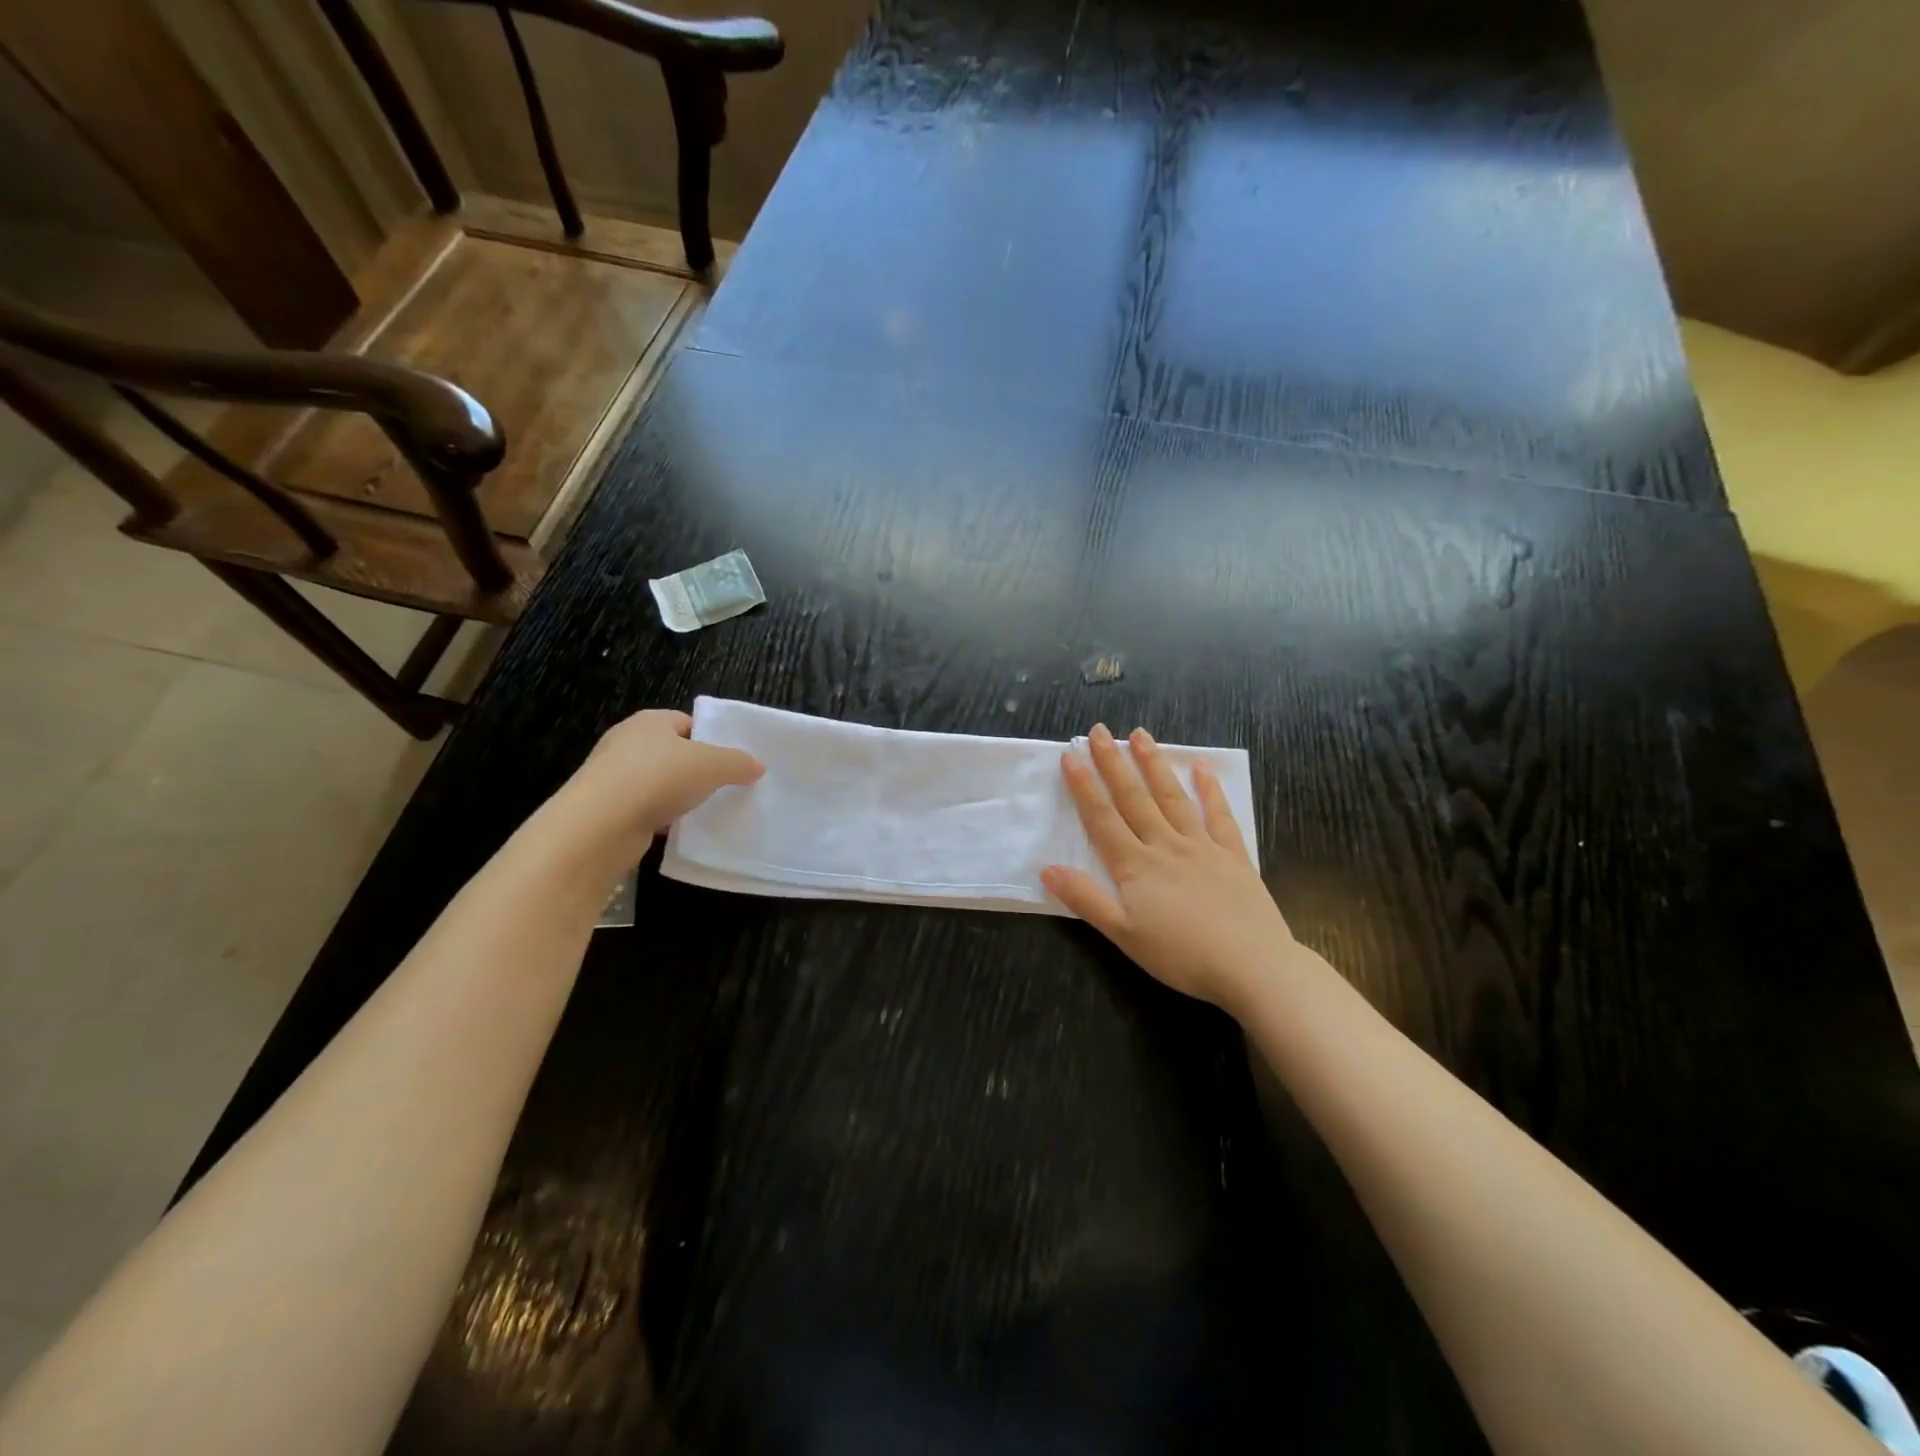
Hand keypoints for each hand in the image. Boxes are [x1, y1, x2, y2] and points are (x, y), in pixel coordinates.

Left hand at [553, 709, 763, 857]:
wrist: (600, 825)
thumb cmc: (659, 778)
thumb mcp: (712, 765)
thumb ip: (738, 762)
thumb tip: (757, 765)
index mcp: (650, 721)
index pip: (687, 722)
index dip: (711, 738)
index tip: (731, 761)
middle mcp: (627, 742)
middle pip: (673, 752)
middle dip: (697, 769)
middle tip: (725, 786)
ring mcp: (613, 777)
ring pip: (658, 782)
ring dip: (679, 795)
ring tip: (707, 811)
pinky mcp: (606, 809)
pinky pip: (644, 808)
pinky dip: (662, 817)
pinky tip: (680, 830)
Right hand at [1041, 723, 1295, 1008]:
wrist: (1251, 966)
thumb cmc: (1181, 955)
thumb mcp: (1123, 934)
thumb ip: (1085, 899)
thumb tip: (1047, 869)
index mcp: (1135, 865)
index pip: (1102, 818)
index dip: (1083, 786)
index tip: (1070, 755)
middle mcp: (1165, 845)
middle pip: (1134, 798)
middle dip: (1114, 763)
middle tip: (1100, 731)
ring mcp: (1201, 846)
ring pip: (1172, 797)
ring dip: (1154, 765)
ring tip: (1140, 735)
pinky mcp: (1233, 855)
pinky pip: (1219, 815)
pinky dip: (1210, 789)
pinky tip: (1202, 766)